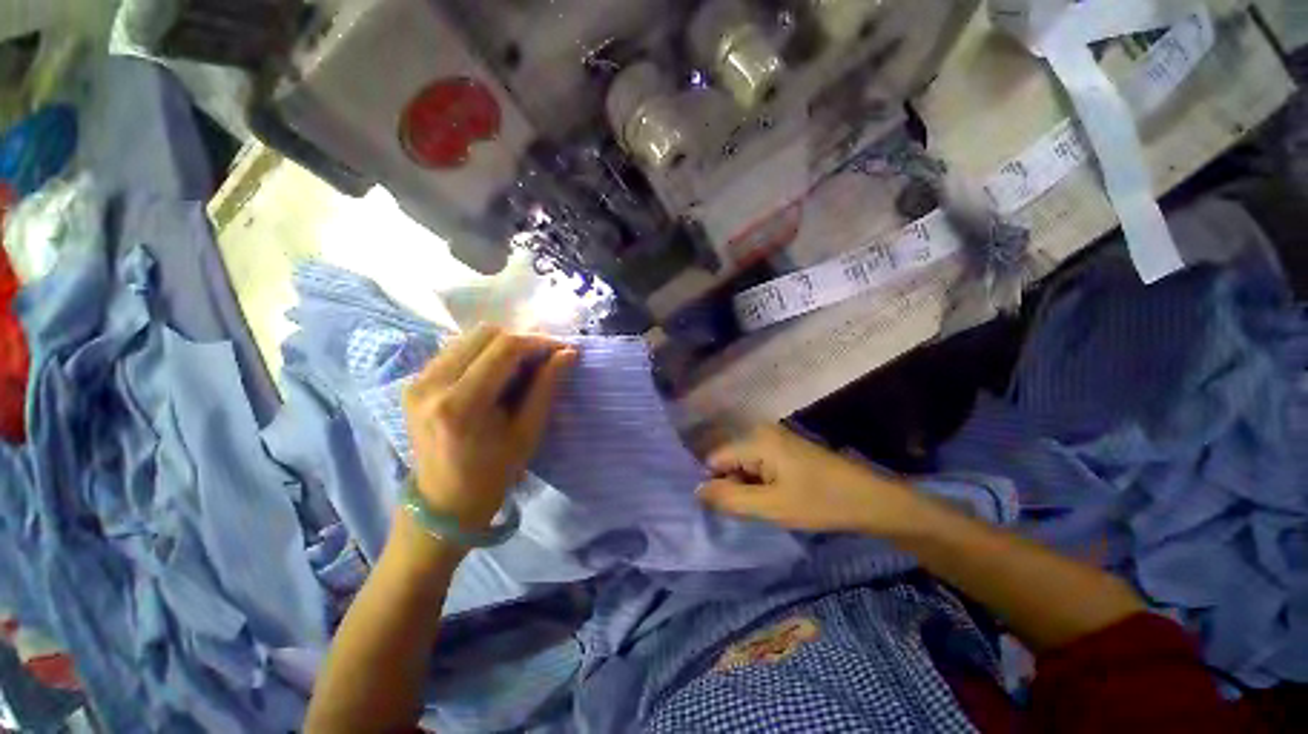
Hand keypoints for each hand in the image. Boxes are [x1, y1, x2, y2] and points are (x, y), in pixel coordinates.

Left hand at [402, 325, 576, 531]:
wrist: (443, 500)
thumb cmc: (493, 472)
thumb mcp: (528, 432)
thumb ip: (547, 387)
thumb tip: (568, 352)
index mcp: (461, 404)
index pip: (505, 348)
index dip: (538, 343)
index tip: (562, 349)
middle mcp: (431, 384)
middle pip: (485, 333)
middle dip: (521, 340)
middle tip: (543, 358)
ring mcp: (417, 380)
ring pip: (470, 337)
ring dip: (503, 344)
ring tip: (523, 365)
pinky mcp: (414, 381)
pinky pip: (457, 349)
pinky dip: (484, 352)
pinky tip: (498, 372)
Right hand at [697, 424, 925, 535]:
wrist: (870, 499)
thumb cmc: (820, 502)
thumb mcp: (771, 506)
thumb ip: (730, 498)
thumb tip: (696, 491)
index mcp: (755, 440)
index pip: (715, 459)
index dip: (717, 485)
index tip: (732, 509)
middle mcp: (760, 431)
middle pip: (730, 461)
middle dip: (735, 486)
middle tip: (757, 510)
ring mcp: (774, 438)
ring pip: (744, 465)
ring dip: (749, 487)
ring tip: (769, 505)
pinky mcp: (785, 447)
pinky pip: (759, 464)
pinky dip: (762, 482)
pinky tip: (780, 497)